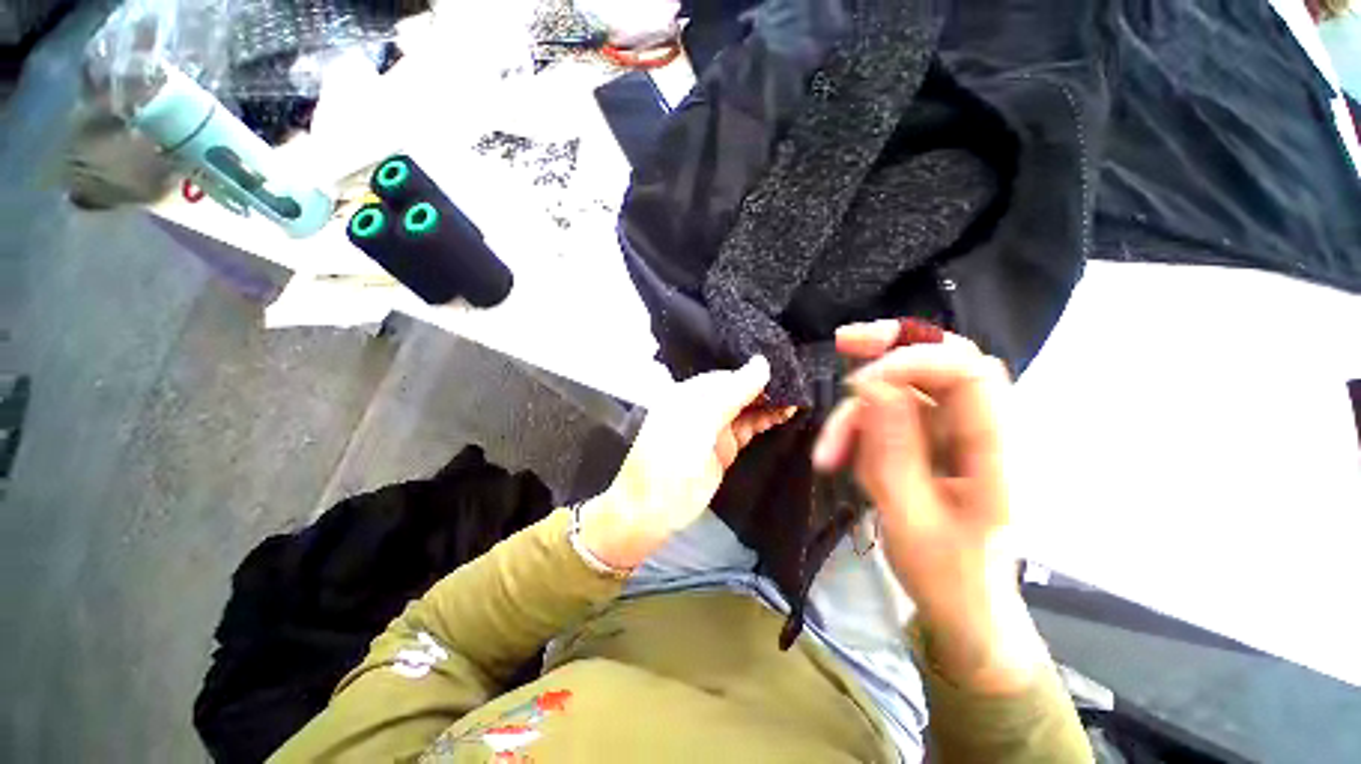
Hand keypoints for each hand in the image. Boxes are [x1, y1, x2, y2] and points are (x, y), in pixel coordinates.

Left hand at [579, 356, 794, 569]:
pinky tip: (785, 414)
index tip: (784, 370)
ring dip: (769, 404)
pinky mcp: (725, 448)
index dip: (754, 373)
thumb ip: (732, 391)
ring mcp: (715, 428)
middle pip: (739, 390)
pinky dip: (766, 421)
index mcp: (691, 392)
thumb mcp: (701, 418)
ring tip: (797, 398)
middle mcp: (703, 406)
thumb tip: (763, 363)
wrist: (654, 507)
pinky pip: (748, 428)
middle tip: (797, 384)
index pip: (729, 376)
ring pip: (747, 409)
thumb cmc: (672, 455)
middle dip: (765, 388)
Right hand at [814, 320, 1046, 693]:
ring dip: (858, 412)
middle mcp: (982, 431)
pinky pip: (890, 416)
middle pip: (945, 361)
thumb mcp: (910, 519)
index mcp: (998, 452)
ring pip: (904, 391)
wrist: (964, 607)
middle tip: (843, 342)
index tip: (859, 382)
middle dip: (890, 348)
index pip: (969, 372)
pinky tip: (841, 459)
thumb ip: (893, 452)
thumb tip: (871, 387)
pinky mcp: (932, 442)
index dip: (913, 360)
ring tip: (828, 455)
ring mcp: (956, 434)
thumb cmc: (946, 576)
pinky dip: (858, 429)